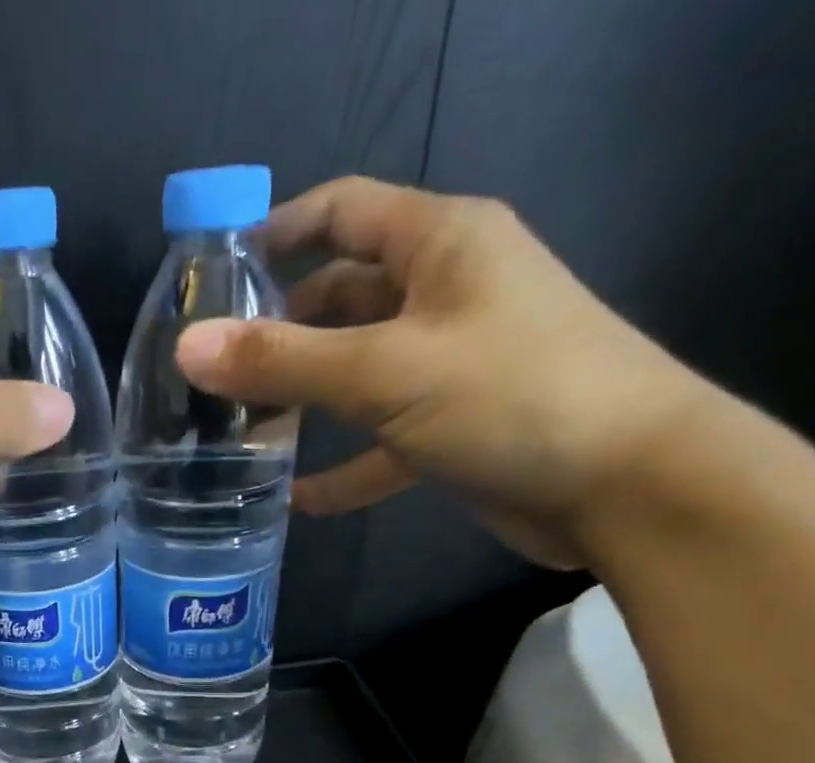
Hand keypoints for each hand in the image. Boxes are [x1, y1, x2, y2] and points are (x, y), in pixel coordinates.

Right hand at [175, 176, 724, 565]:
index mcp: (439, 244)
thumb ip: (283, 361)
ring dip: (303, 401)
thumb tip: (189, 346)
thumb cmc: (510, 395)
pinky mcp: (452, 427)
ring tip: (238, 432)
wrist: (626, 483)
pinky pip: (379, 441)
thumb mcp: (385, 371)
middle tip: (211, 375)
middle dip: (278, 332)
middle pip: (341, 299)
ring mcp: (449, 364)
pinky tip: (295, 499)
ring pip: (356, 372)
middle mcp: (444, 293)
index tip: (214, 274)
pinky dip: (341, 467)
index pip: (343, 211)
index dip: (277, 231)